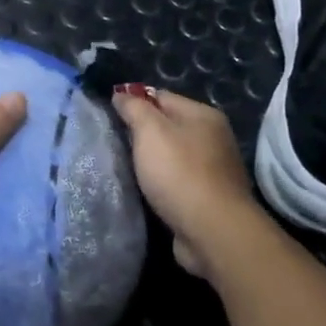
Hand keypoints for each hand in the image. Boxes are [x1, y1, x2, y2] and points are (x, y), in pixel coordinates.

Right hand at [111, 85, 268, 277]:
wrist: (212, 232)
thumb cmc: (179, 173)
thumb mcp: (150, 131)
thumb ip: (134, 108)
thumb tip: (121, 94)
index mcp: (203, 115)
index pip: (160, 97)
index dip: (134, 104)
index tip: (110, 117)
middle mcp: (213, 138)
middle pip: (167, 126)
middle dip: (142, 134)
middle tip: (116, 144)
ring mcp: (214, 170)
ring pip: (172, 156)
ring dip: (151, 162)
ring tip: (128, 169)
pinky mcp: (209, 198)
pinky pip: (177, 181)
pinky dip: (162, 184)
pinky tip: (147, 191)